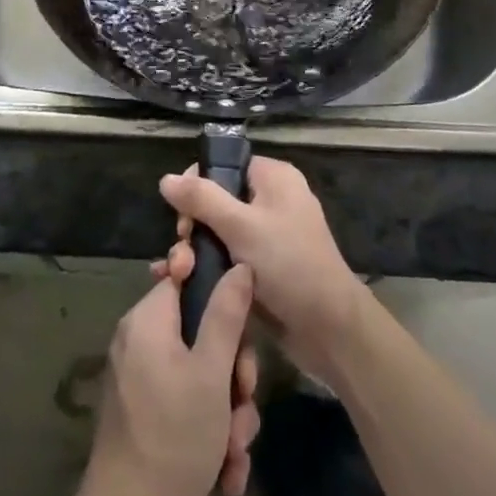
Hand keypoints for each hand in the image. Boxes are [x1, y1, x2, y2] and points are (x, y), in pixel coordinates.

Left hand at [81, 264, 260, 495]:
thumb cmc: (174, 437)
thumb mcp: (212, 373)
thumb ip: (226, 314)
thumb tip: (238, 265)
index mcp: (148, 319)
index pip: (187, 277)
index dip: (221, 295)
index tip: (243, 328)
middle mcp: (139, 339)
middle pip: (200, 330)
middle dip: (233, 372)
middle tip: (244, 402)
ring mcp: (140, 377)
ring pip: (200, 372)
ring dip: (227, 409)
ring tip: (236, 450)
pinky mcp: (144, 410)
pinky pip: (185, 400)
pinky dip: (208, 427)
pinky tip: (227, 469)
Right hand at [159, 157, 363, 383]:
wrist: (329, 329)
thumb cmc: (288, 264)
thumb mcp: (241, 226)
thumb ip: (201, 199)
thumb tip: (165, 178)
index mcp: (274, 178)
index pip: (224, 166)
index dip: (197, 186)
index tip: (183, 218)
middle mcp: (272, 201)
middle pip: (217, 200)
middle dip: (192, 226)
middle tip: (183, 253)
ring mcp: (268, 237)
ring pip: (218, 233)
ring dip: (195, 251)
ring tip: (178, 274)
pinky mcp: (264, 269)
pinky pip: (228, 257)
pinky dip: (207, 268)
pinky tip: (182, 285)